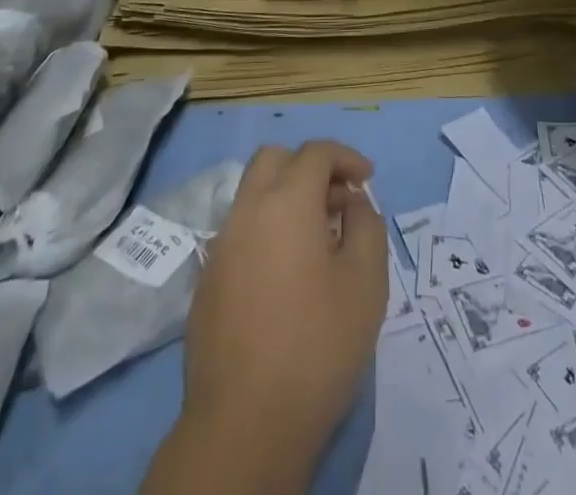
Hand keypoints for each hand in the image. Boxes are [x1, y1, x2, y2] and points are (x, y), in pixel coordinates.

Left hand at [177, 140, 386, 484]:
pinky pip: (241, 231)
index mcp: (286, 201)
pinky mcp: (208, 278)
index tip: (367, 180)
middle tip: (338, 201)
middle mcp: (248, 209)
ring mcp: (222, 243)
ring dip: (286, 197)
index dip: (346, 157)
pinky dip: (267, 229)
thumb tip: (353, 203)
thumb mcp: (366, 283)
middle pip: (275, 159)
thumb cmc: (317, 346)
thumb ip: (367, 226)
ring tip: (318, 239)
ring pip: (253, 193)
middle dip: (309, 167)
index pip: (316, 153)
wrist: (245, 424)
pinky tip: (287, 274)